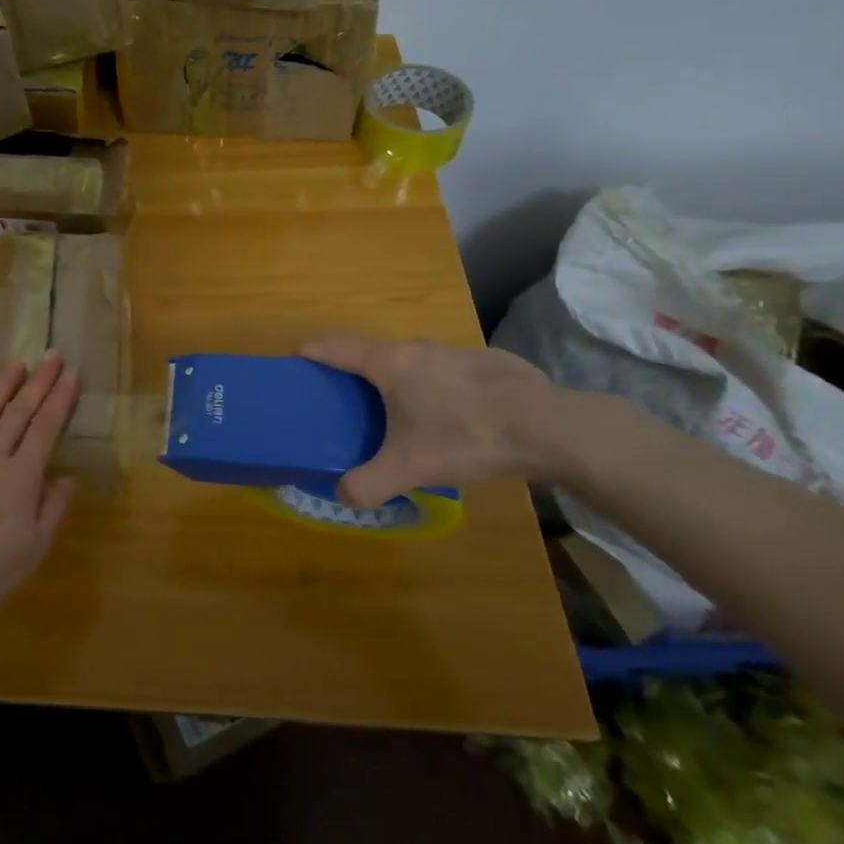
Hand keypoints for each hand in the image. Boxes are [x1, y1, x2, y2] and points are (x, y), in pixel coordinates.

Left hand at [0, 352, 79, 630]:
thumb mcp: (32, 549)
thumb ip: (53, 509)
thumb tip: (67, 477)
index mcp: (21, 476)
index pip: (45, 428)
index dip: (60, 400)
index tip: (71, 374)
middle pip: (19, 412)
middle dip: (38, 382)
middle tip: (52, 355)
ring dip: (3, 384)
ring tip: (18, 362)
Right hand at [300, 335, 566, 508]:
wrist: (548, 426)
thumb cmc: (465, 435)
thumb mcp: (410, 468)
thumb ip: (369, 484)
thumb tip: (342, 496)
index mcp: (389, 363)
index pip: (336, 347)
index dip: (312, 351)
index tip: (295, 359)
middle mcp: (417, 347)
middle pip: (373, 351)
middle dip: (355, 369)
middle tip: (347, 396)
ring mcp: (455, 351)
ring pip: (415, 360)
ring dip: (401, 377)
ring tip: (402, 409)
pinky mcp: (489, 362)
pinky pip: (449, 370)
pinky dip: (439, 385)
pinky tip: (455, 414)